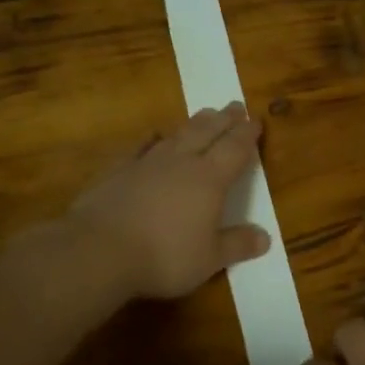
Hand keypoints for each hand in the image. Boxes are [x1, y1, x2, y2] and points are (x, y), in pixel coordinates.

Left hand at [66, 103, 271, 299]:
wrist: (99, 250)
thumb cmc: (164, 256)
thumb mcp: (209, 259)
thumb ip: (237, 245)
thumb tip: (265, 237)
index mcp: (210, 180)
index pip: (235, 149)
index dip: (247, 135)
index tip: (256, 120)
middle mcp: (181, 163)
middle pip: (207, 133)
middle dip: (225, 119)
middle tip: (236, 105)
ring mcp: (147, 164)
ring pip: (177, 135)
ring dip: (194, 123)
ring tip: (205, 113)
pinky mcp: (118, 171)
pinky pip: (139, 148)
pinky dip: (149, 139)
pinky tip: (153, 135)